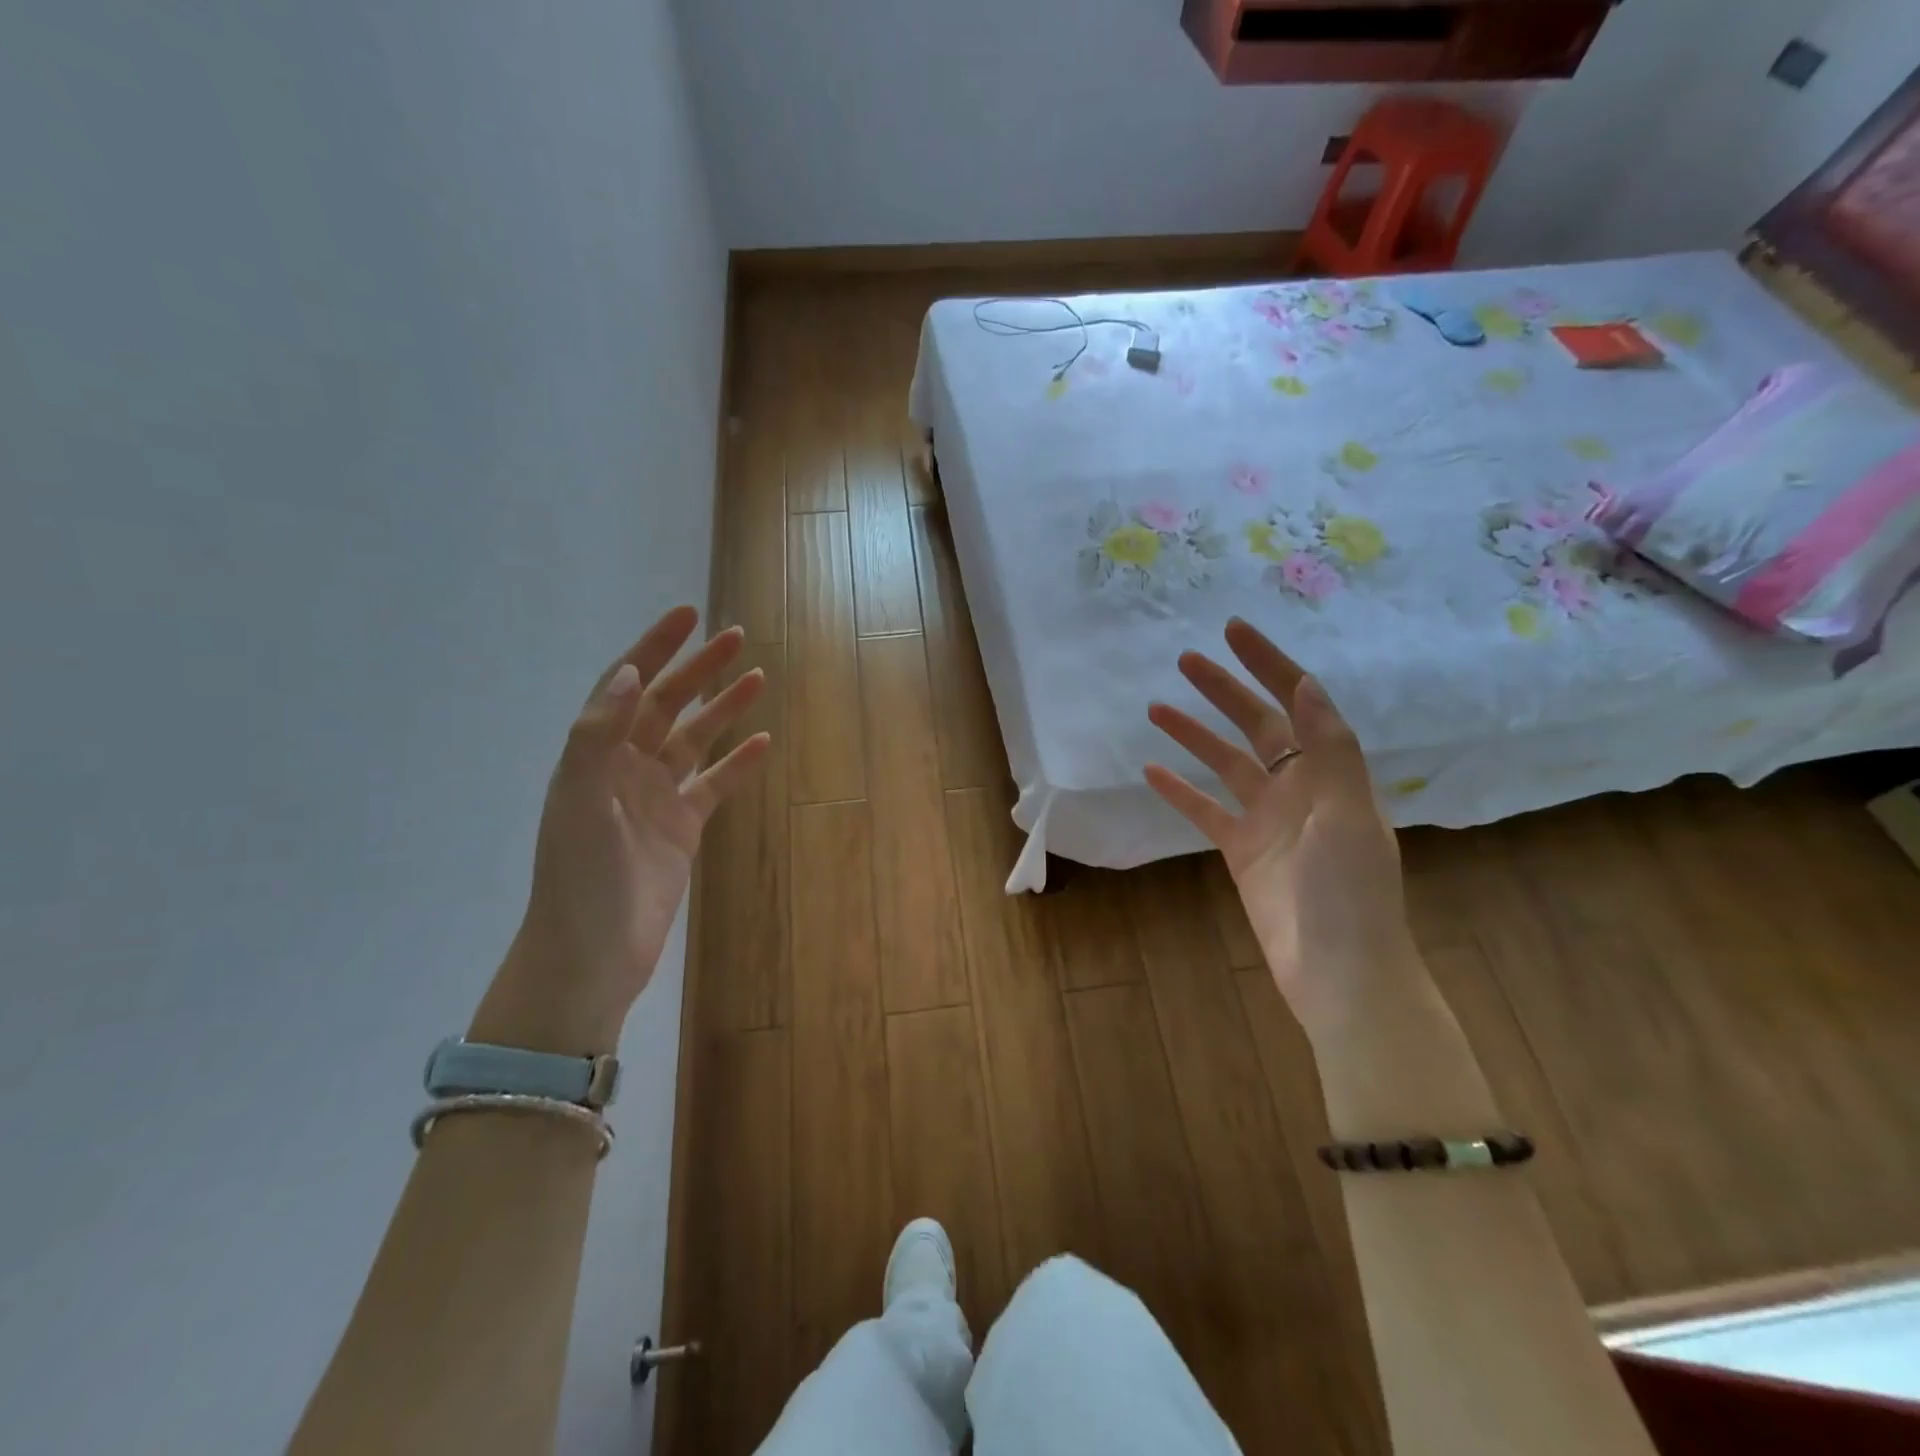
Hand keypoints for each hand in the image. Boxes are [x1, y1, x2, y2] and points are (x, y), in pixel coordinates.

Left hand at [471, 607, 770, 1053]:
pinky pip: (713, 785)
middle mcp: (623, 768)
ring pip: (694, 741)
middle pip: (665, 705)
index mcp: (594, 755)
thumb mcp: (580, 801)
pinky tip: (762, 744)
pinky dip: (737, 764)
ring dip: (722, 709)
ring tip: (758, 679)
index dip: (654, 647)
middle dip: (698, 669)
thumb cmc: (581, 878)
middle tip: (737, 638)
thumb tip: (628, 673)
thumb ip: (599, 735)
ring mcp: (655, 798)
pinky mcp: (681, 829)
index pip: (626, 686)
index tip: (689, 615)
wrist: (593, 955)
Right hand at [1143, 618, 1418, 1039]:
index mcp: (1332, 775)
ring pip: (1225, 764)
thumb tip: (1305, 685)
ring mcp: (1268, 820)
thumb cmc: (1350, 894)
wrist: (1339, 974)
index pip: (1299, 704)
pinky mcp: (1242, 852)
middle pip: (1258, 726)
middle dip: (1225, 691)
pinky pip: (1205, 811)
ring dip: (1194, 735)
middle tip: (1186, 660)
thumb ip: (1329, 751)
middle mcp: (1300, 789)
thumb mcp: (1347, 815)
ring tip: (1156, 707)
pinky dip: (1181, 791)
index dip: (1270, 665)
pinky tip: (1152, 771)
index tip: (1235, 631)